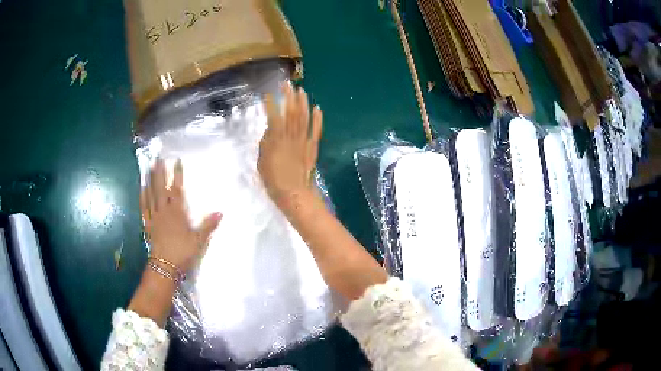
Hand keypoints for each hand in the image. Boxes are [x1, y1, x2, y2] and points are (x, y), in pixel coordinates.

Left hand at [140, 159, 221, 272]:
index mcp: (177, 212)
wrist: (165, 265)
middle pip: (160, 188)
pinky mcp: (147, 224)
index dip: (177, 174)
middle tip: (158, 158)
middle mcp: (163, 210)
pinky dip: (142, 196)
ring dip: (150, 180)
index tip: (177, 161)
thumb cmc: (182, 252)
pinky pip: (143, 207)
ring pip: (150, 195)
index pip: (177, 189)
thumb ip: (208, 225)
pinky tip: (142, 189)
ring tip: (148, 168)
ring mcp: (153, 216)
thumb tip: (221, 212)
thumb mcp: (199, 241)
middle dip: (160, 172)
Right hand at [258, 83, 322, 209]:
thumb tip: (270, 131)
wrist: (294, 193)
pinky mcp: (313, 146)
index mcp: (276, 139)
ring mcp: (304, 140)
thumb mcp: (262, 162)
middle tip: (286, 84)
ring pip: (304, 117)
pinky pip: (316, 130)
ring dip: (303, 102)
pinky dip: (318, 118)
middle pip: (291, 111)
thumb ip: (265, 144)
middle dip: (288, 96)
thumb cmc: (274, 181)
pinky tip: (318, 108)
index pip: (274, 116)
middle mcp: (291, 136)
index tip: (268, 94)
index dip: (271, 104)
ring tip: (301, 90)